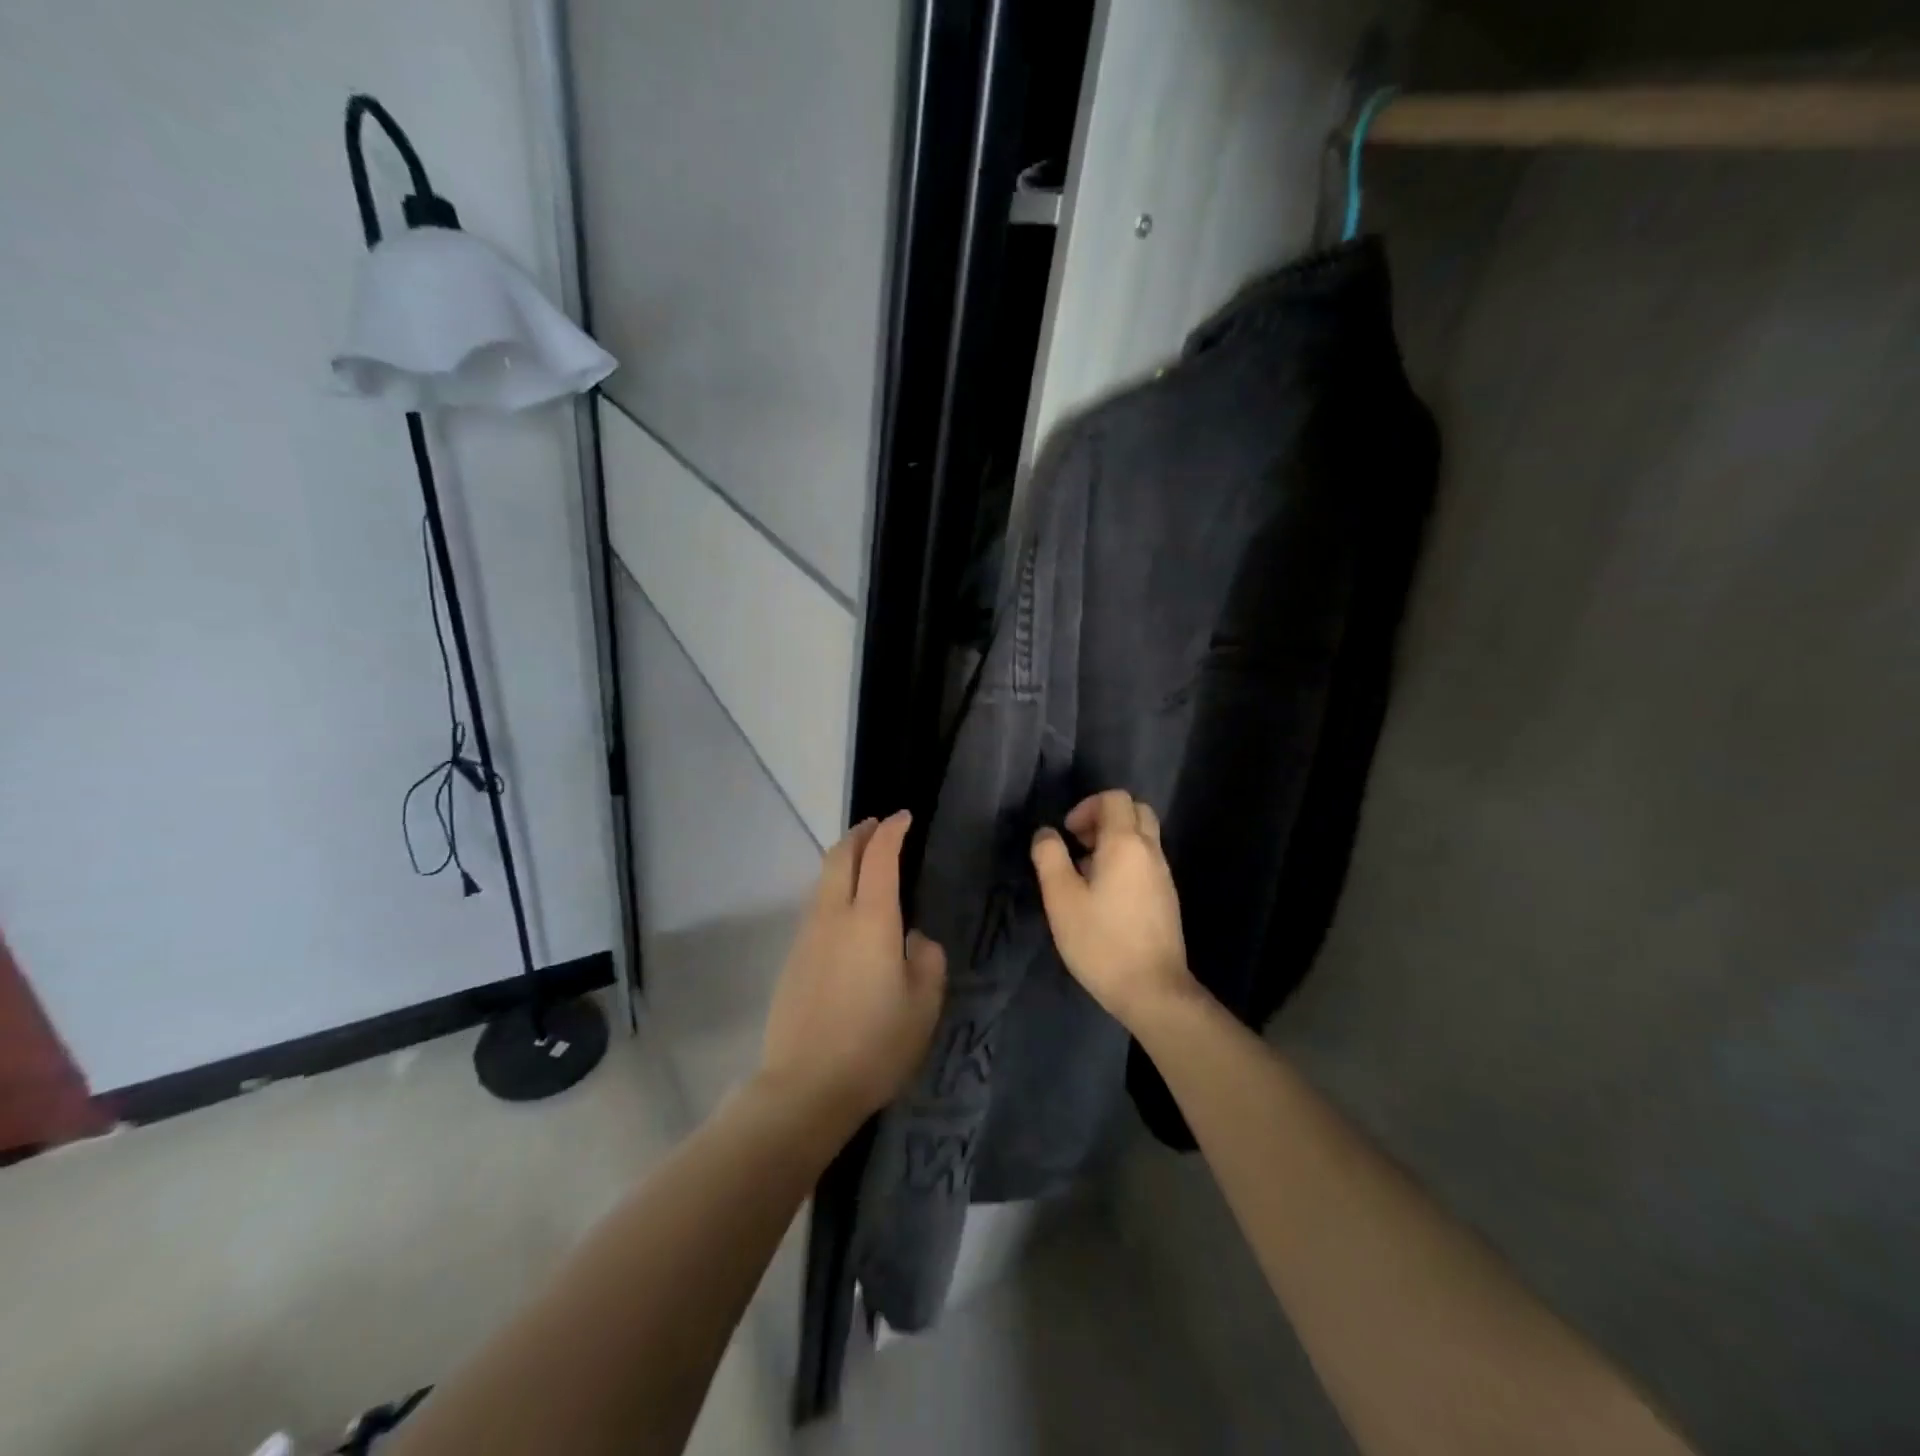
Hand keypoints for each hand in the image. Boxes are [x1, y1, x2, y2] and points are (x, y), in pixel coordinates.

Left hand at [760, 811, 945, 1130]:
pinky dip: (832, 889)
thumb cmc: (875, 1045)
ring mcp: (807, 936)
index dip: (891, 831)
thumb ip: (927, 961)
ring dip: (842, 860)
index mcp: (870, 919)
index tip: (903, 817)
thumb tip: (914, 940)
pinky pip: (815, 906)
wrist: (805, 1088)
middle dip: (859, 834)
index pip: (879, 857)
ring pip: (822, 880)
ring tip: (862, 861)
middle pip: (839, 857)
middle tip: (877, 825)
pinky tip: (845, 909)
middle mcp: (833, 916)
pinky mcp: (793, 959)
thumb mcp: (923, 1005)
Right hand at [1031, 790, 1200, 1031]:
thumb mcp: (1061, 898)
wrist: (1152, 989)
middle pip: (1135, 811)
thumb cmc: (1101, 941)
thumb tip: (1046, 833)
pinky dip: (1125, 861)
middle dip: (1105, 817)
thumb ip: (1050, 858)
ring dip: (1114, 841)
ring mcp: (1163, 875)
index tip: (1068, 834)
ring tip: (1086, 872)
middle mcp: (1150, 851)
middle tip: (1079, 844)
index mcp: (1126, 843)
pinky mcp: (1167, 897)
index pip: (1115, 798)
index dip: (1087, 806)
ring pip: (1143, 837)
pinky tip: (1104, 895)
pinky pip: (1146, 861)